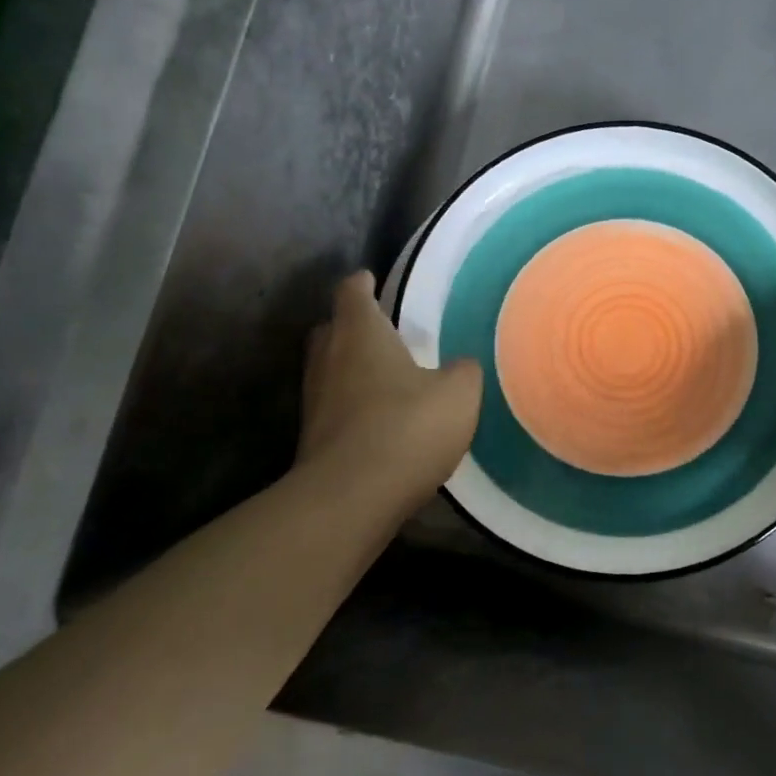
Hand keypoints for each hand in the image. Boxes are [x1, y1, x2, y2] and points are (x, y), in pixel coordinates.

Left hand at [297, 270, 482, 507]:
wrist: (351, 497)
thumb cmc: (406, 428)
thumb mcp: (458, 394)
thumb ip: (462, 371)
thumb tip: (458, 366)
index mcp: (360, 333)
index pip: (352, 291)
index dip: (363, 282)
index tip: (371, 278)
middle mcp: (328, 358)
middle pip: (332, 328)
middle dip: (353, 326)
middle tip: (383, 332)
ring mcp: (314, 399)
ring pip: (330, 369)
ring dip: (353, 368)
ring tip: (387, 377)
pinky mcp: (313, 437)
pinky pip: (334, 406)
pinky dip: (353, 405)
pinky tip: (382, 420)